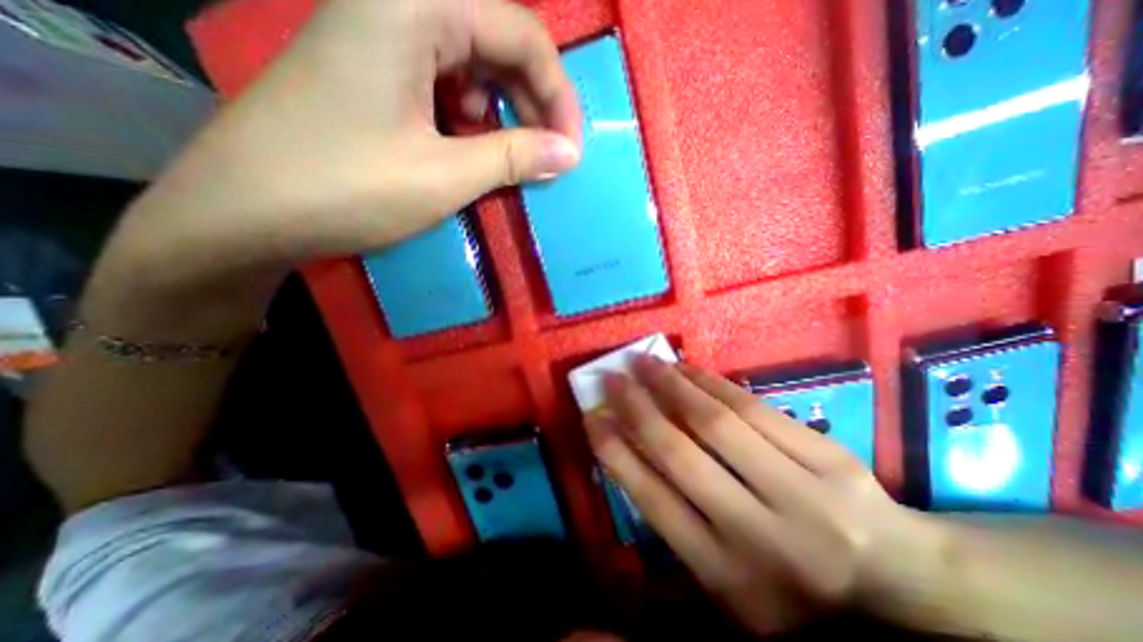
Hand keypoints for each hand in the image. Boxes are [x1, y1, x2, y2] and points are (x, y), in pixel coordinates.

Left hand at [109, 1, 582, 296]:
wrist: (245, 212)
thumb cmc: (347, 189)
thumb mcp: (445, 175)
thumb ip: (515, 157)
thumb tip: (569, 154)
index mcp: (413, 4)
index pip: (521, 32)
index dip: (558, 94)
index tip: (571, 149)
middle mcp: (396, 2)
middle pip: (498, 41)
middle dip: (534, 103)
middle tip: (549, 157)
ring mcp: (381, 35)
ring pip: (473, 63)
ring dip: (504, 112)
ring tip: (510, 157)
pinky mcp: (374, 70)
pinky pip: (445, 82)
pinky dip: (472, 117)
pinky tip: (470, 147)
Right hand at [585, 358, 952, 633]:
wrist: (896, 581)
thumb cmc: (790, 580)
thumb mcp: (724, 575)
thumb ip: (675, 520)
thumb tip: (628, 451)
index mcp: (724, 574)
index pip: (651, 499)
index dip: (615, 451)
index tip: (591, 417)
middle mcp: (757, 535)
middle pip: (679, 454)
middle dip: (636, 408)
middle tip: (612, 378)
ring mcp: (800, 494)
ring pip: (716, 423)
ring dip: (670, 385)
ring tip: (644, 362)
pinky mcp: (827, 458)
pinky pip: (753, 407)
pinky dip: (711, 382)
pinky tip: (686, 368)